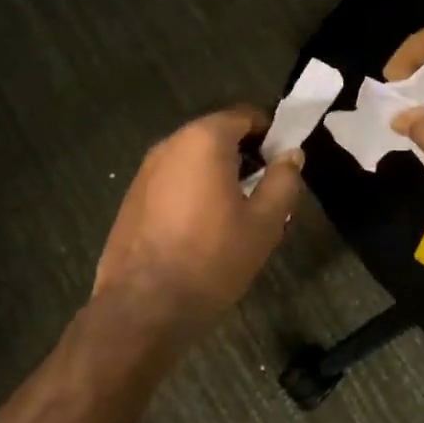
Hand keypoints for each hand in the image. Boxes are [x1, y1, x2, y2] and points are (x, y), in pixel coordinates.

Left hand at [93, 106, 302, 347]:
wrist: (143, 306)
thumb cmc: (212, 258)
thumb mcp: (264, 223)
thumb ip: (283, 181)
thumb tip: (291, 155)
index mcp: (204, 140)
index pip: (246, 116)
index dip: (271, 134)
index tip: (284, 163)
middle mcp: (170, 144)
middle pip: (217, 135)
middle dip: (244, 156)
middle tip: (264, 192)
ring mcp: (145, 171)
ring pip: (193, 160)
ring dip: (217, 175)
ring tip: (235, 215)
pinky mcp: (132, 197)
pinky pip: (172, 181)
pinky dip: (192, 191)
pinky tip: (202, 229)